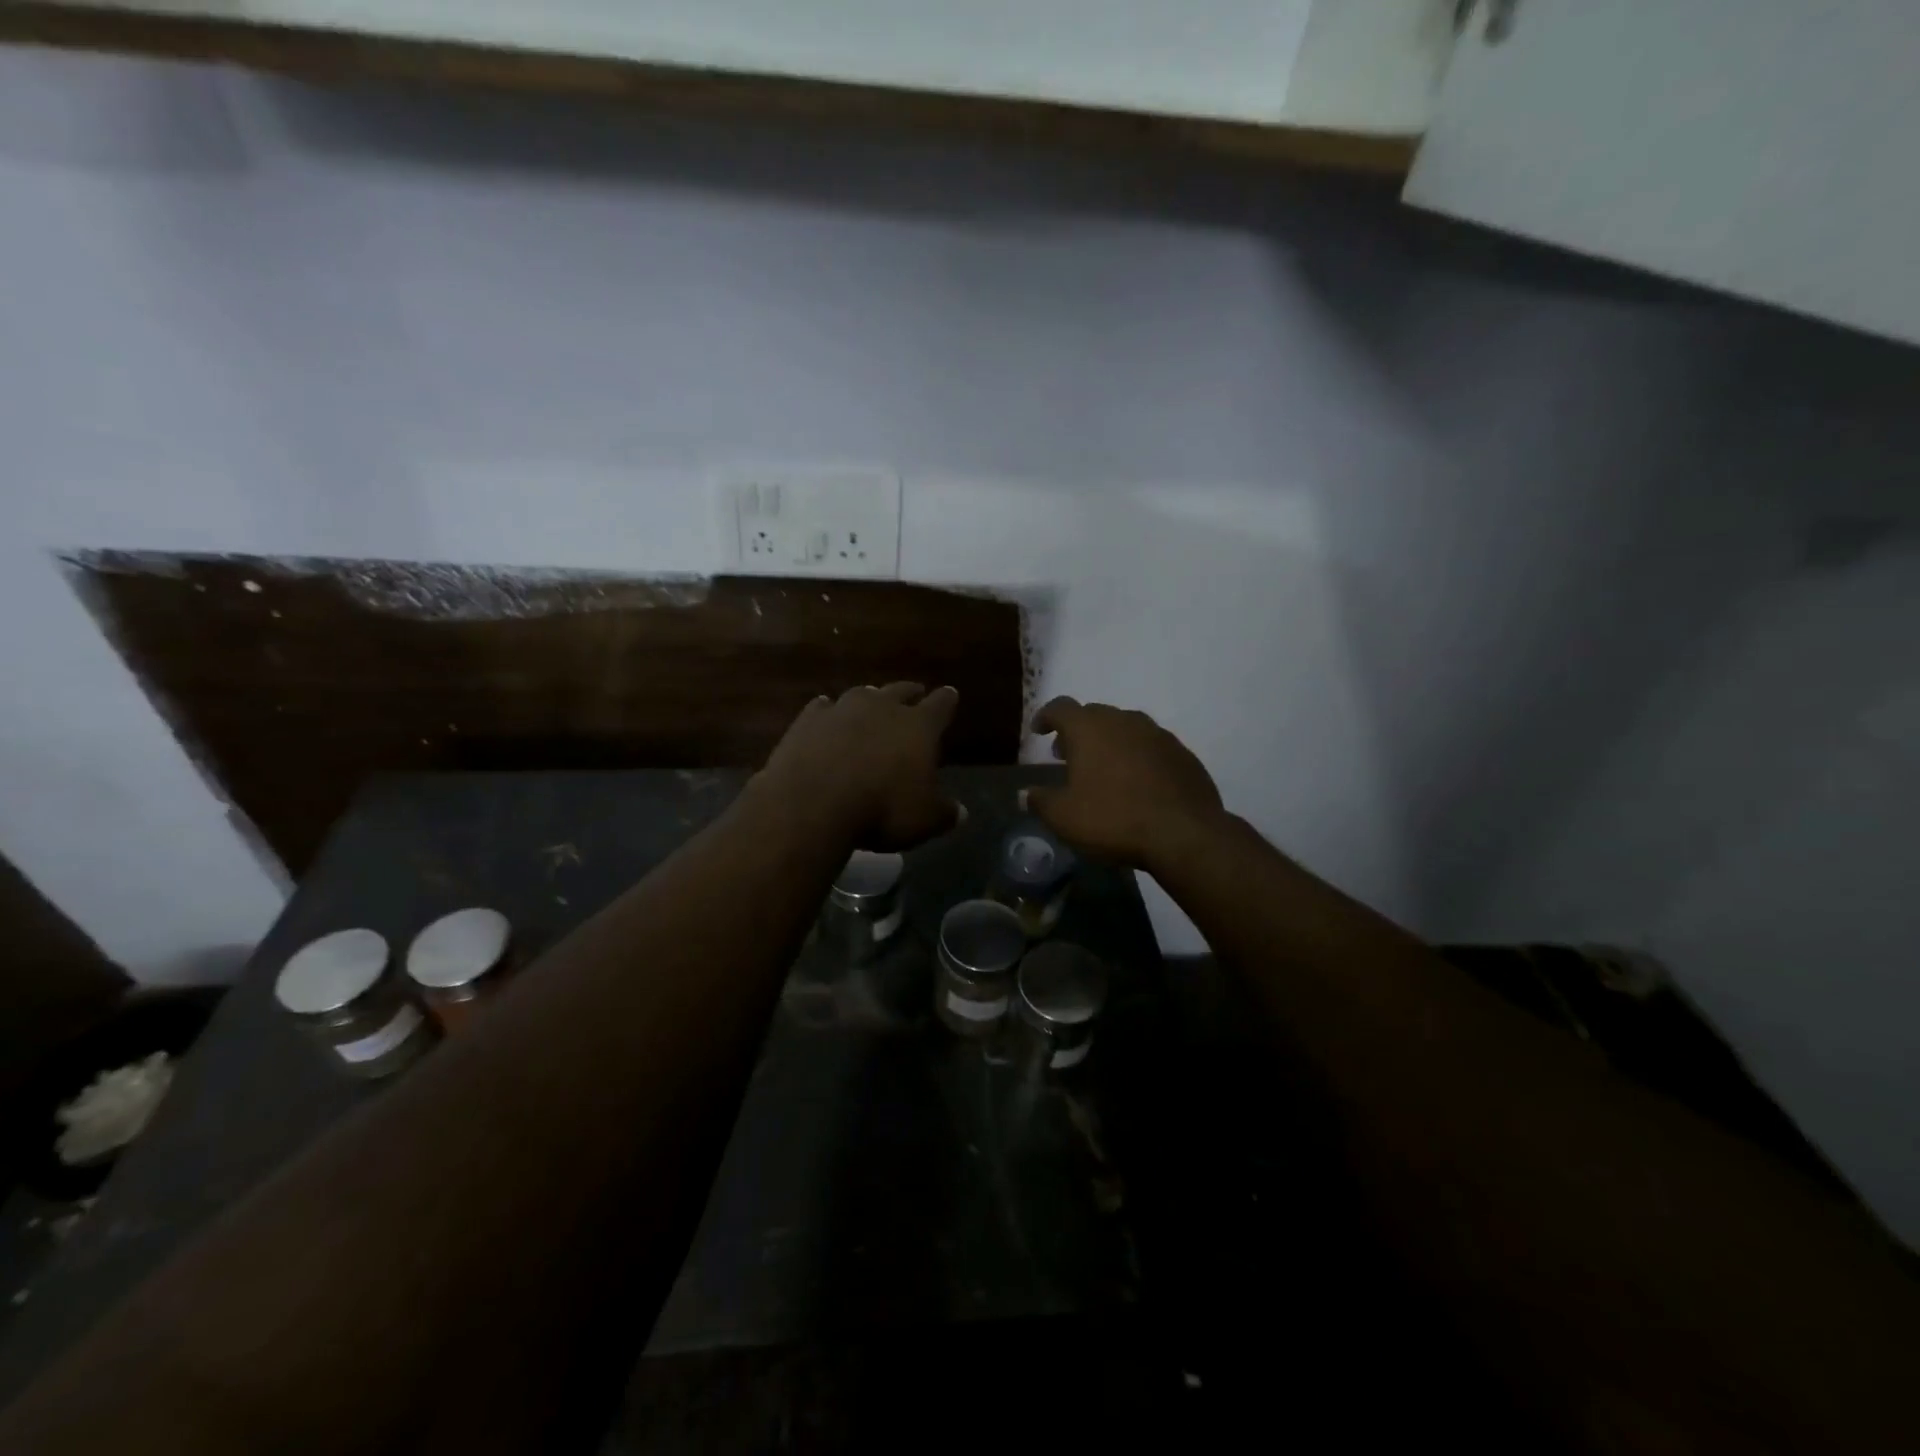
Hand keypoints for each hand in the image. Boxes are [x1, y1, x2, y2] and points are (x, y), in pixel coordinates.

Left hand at [760, 683, 962, 849]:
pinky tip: (826, 717)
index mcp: (919, 726)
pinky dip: (829, 712)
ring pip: (862, 694)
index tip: (950, 694)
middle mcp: (882, 707)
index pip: (941, 705)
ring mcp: (842, 709)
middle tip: (915, 694)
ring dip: (869, 700)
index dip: (947, 700)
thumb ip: (944, 812)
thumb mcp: (923, 821)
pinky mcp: (808, 719)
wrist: (812, 803)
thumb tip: (960, 812)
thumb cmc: (881, 809)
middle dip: (910, 693)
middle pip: (901, 690)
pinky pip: (823, 707)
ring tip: (871, 705)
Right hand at [1026, 698, 1225, 869]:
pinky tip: (1136, 782)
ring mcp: (1158, 735)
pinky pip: (1150, 746)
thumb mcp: (1064, 817)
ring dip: (1109, 741)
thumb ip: (1040, 801)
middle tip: (1067, 754)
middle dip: (1077, 731)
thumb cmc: (1113, 819)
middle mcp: (1124, 721)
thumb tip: (1025, 793)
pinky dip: (1136, 756)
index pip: (1061, 707)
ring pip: (1125, 727)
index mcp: (1090, 728)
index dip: (1046, 716)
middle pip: (1094, 714)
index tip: (1039, 731)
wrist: (1185, 833)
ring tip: (1102, 768)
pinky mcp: (1182, 753)